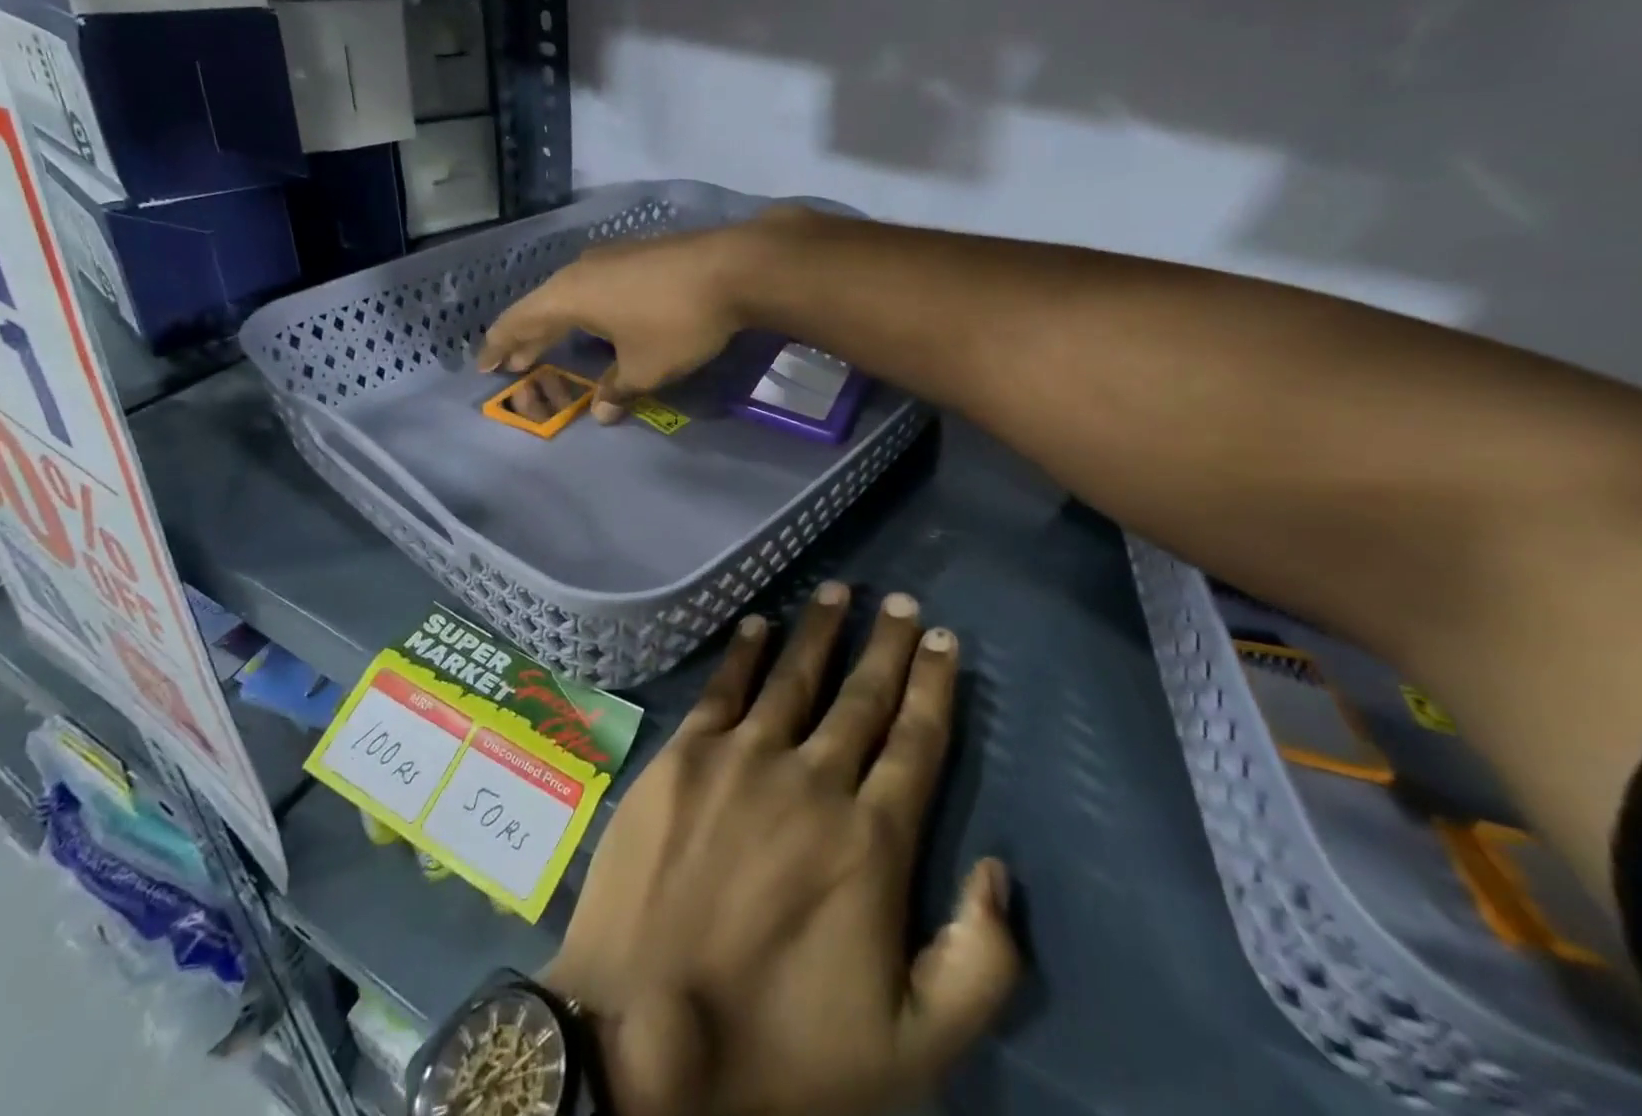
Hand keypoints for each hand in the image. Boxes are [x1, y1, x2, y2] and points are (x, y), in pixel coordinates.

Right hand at [476, 207, 814, 421]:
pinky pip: (597, 284)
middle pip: (543, 306)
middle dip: (528, 338)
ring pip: (571, 293)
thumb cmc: (677, 322)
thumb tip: (601, 412)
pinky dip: (586, 307)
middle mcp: (582, 269)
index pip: (520, 322)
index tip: (487, 366)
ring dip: (558, 321)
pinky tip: (599, 319)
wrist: (734, 268)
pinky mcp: (639, 253)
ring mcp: (612, 255)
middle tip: (516, 363)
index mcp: (569, 295)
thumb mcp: (645, 367)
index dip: (501, 346)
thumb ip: (616, 390)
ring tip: (552, 342)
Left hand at [544, 582, 1019, 1115]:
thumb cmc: (778, 1052)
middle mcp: (813, 779)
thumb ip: (978, 965)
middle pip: (862, 696)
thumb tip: (1000, 871)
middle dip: (888, 645)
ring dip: (820, 630)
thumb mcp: (911, 1049)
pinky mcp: (684, 757)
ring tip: (839, 590)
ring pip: (795, 677)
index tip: (944, 639)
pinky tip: (758, 622)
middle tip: (902, 601)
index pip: (916, 743)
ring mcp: (743, 759)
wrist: (641, 1046)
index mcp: (870, 840)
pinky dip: (745, 651)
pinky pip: (724, 688)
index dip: (934, 687)